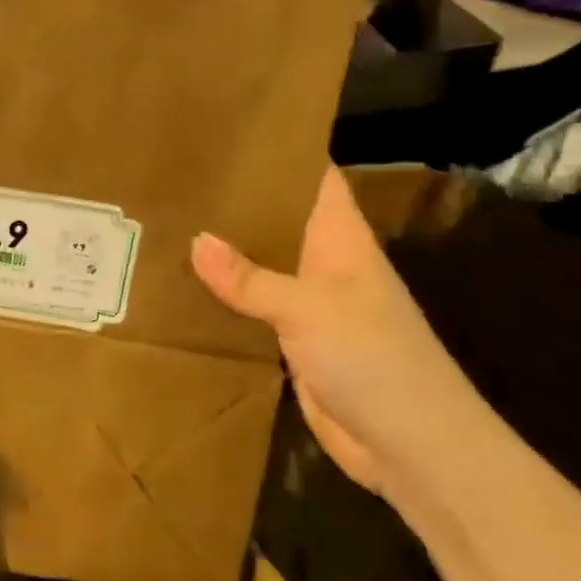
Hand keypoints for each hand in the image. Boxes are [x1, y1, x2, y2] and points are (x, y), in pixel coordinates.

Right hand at [190, 166, 480, 493]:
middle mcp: (323, 262)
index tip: (227, 131)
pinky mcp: (293, 341)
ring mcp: (309, 304)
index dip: (279, 151)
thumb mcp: (309, 309)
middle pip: (277, 218)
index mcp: (340, 239)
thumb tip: (194, 240)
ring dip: (224, 249)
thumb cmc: (375, 359)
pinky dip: (224, 297)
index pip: (313, 177)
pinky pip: (252, 308)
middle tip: (177, 175)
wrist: (412, 448)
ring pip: (260, 264)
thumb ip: (250, 278)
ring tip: (167, 221)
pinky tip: (182, 285)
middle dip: (236, 199)